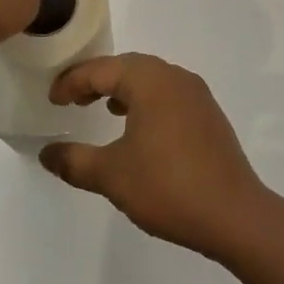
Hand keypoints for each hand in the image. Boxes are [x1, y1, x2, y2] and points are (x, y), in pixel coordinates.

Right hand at [40, 54, 271, 260]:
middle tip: (72, 99)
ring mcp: (197, 95)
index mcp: (151, 81)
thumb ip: (74, 161)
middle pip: (127, 66)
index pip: (101, 70)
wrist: (235, 216)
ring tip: (101, 108)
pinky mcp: (209, 116)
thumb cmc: (168, 187)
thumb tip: (47, 154)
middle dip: (96, 80)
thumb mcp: (111, 175)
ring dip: (122, 89)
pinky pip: (168, 95)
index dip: (72, 82)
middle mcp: (176, 77)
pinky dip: (146, 101)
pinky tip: (138, 128)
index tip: (52, 100)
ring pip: (151, 79)